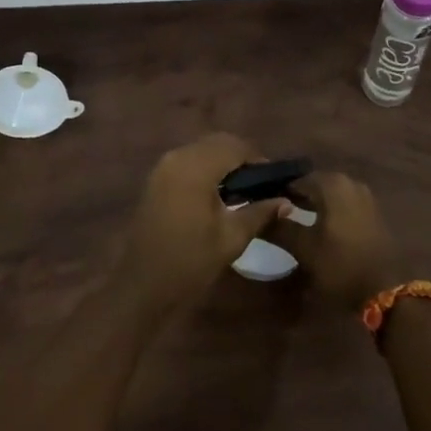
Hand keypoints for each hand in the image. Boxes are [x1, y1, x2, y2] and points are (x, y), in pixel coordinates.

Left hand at [120, 133, 291, 313]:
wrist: (142, 287)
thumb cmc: (190, 262)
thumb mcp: (232, 238)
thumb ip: (260, 212)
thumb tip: (287, 202)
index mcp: (196, 167)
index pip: (235, 147)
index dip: (258, 160)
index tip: (275, 181)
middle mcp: (178, 157)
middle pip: (218, 143)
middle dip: (242, 157)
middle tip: (260, 184)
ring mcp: (163, 167)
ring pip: (202, 149)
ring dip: (224, 161)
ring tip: (242, 190)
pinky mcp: (156, 179)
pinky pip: (188, 161)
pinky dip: (207, 168)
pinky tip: (217, 194)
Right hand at [270, 171, 403, 309]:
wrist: (386, 289)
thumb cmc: (341, 265)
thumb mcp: (305, 249)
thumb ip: (280, 227)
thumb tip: (261, 212)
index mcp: (332, 184)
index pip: (296, 179)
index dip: (279, 191)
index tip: (262, 203)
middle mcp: (350, 182)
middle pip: (315, 184)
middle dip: (296, 196)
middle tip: (276, 212)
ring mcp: (364, 197)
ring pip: (330, 194)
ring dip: (313, 204)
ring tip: (294, 220)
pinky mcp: (372, 213)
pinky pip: (344, 204)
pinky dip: (329, 211)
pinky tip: (318, 227)